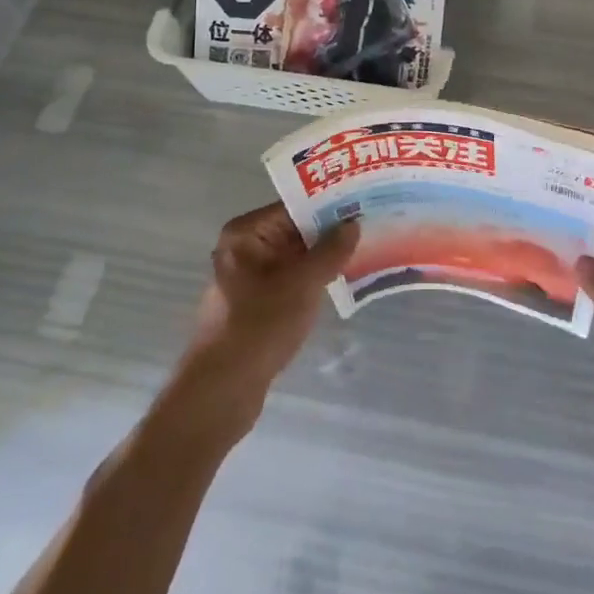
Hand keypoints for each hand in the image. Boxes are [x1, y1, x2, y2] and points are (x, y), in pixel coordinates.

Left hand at [174, 204, 358, 420]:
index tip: (364, 201)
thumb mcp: (303, 283)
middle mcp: (245, 249)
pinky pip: (292, 280)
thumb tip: (353, 223)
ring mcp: (250, 278)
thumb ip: (331, 250)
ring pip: (296, 258)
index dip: (330, 204)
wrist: (221, 391)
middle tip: (372, 224)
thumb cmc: (260, 326)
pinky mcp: (257, 305)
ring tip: (366, 249)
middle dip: (331, 231)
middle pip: (296, 230)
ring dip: (326, 257)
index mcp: (246, 234)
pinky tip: (344, 280)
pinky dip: (314, 280)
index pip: (295, 207)